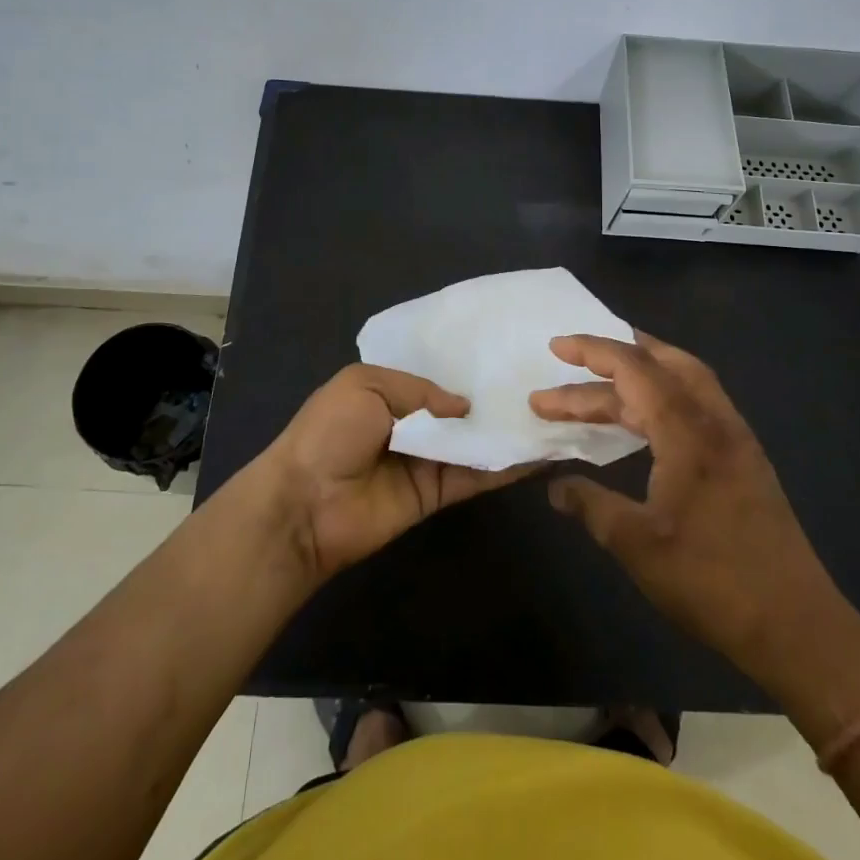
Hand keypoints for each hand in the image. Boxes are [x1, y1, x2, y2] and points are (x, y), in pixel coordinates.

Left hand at [262, 364, 536, 578]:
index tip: (507, 355)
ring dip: (507, 431)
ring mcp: (426, 460)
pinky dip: (505, 466)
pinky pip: (476, 476)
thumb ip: (419, 389)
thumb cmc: (329, 433)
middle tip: (543, 381)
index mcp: (388, 392)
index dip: (466, 369)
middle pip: (461, 411)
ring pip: (474, 442)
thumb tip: (464, 405)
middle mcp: (411, 424)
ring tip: (554, 414)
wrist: (305, 504)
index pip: (435, 377)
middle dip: (494, 398)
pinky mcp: (438, 494)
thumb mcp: (365, 385)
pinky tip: (539, 452)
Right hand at [530, 333, 838, 675]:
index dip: (592, 352)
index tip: (556, 347)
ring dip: (640, 373)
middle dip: (611, 358)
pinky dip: (662, 396)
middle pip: (660, 365)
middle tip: (570, 360)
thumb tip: (555, 487)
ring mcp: (735, 440)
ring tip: (600, 380)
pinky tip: (643, 420)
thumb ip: (591, 506)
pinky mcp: (744, 460)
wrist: (796, 626)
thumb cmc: (710, 581)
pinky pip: (697, 404)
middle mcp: (715, 422)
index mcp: (688, 433)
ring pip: (683, 381)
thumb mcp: (636, 545)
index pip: (635, 370)